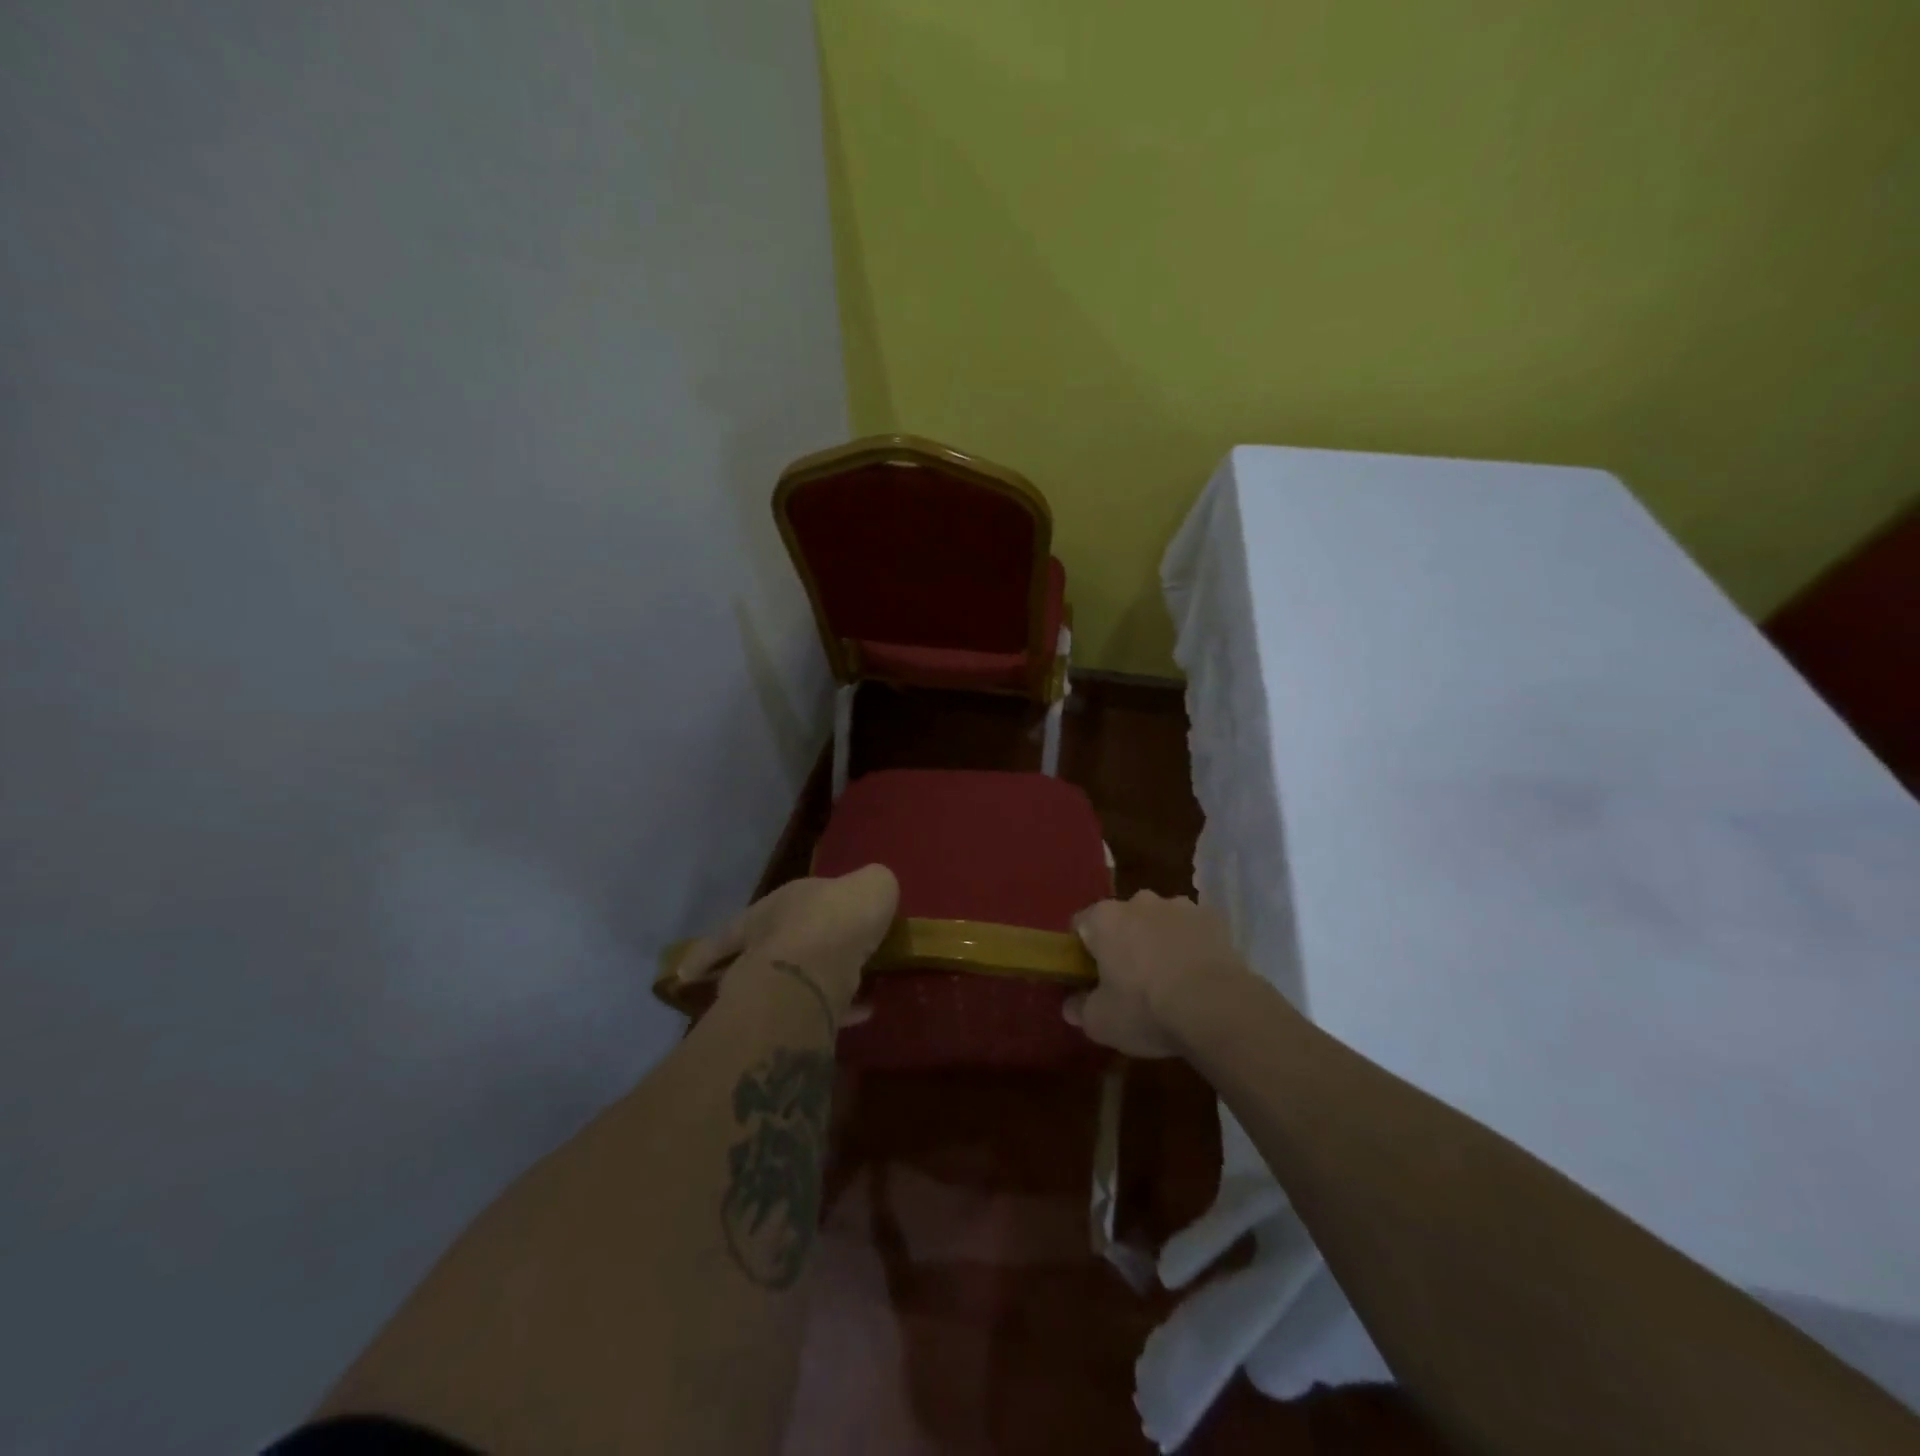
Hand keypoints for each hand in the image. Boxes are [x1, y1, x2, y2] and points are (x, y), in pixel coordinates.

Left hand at [674, 865, 899, 1021]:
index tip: (694, 965)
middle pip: (752, 960)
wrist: (819, 968)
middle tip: (785, 975)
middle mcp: (760, 948)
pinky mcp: (786, 1023)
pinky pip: (814, 1015)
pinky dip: (835, 1014)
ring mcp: (767, 990)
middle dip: (764, 966)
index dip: (735, 934)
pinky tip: (862, 1013)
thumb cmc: (839, 915)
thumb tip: (872, 894)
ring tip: (832, 994)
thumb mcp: (871, 885)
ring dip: (798, 992)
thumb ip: (871, 887)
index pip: (742, 922)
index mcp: (772, 909)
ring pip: (777, 991)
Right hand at [1065, 891, 1250, 1057]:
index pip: (1081, 924)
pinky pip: (1191, 931)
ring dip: (1158, 941)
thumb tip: (1071, 1005)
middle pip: (1121, 920)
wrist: (1218, 1008)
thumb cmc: (1147, 1010)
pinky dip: (1189, 947)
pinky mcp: (1213, 919)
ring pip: (1159, 922)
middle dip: (1123, 943)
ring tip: (1169, 981)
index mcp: (1104, 918)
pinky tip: (1196, 978)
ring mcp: (1179, 906)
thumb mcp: (1101, 1022)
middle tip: (1128, 981)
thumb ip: (1080, 1010)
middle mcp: (1139, 901)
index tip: (1089, 976)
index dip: (1082, 950)